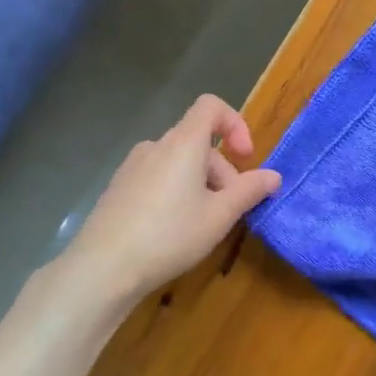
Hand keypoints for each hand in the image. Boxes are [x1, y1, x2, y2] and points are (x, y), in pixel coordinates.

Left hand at [44, 95, 281, 310]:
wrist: (102, 268)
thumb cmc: (169, 235)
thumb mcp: (219, 216)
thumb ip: (249, 191)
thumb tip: (273, 176)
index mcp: (182, 143)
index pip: (211, 106)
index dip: (235, 124)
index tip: (245, 158)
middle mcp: (155, 146)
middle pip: (198, 142)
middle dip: (222, 171)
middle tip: (230, 210)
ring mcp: (132, 167)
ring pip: (178, 163)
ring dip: (200, 184)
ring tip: (202, 224)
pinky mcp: (118, 188)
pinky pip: (157, 177)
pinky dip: (175, 192)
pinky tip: (172, 230)